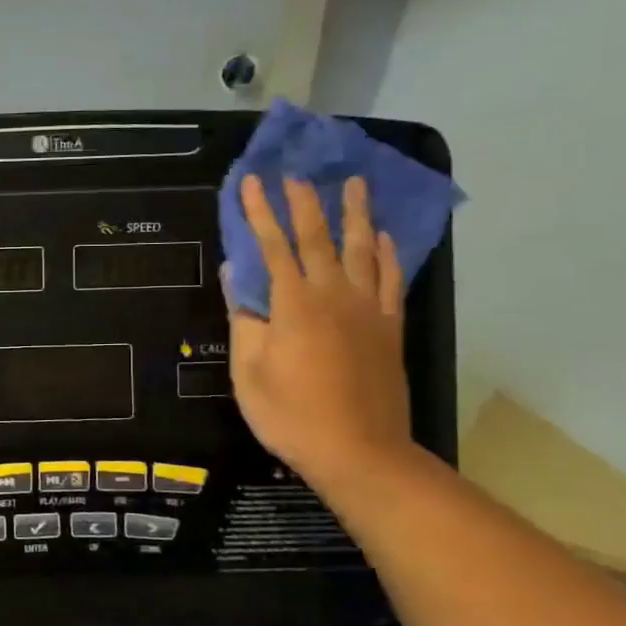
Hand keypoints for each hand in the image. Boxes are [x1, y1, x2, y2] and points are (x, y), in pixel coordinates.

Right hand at [226, 175, 412, 493]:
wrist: (359, 452)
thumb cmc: (291, 414)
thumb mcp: (249, 371)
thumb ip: (243, 319)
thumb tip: (235, 274)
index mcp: (293, 304)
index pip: (273, 246)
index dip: (260, 212)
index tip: (251, 182)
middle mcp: (334, 295)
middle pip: (318, 238)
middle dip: (304, 203)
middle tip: (297, 173)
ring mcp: (368, 310)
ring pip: (361, 250)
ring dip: (354, 215)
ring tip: (353, 184)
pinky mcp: (389, 328)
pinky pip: (390, 280)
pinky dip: (387, 254)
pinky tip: (382, 237)